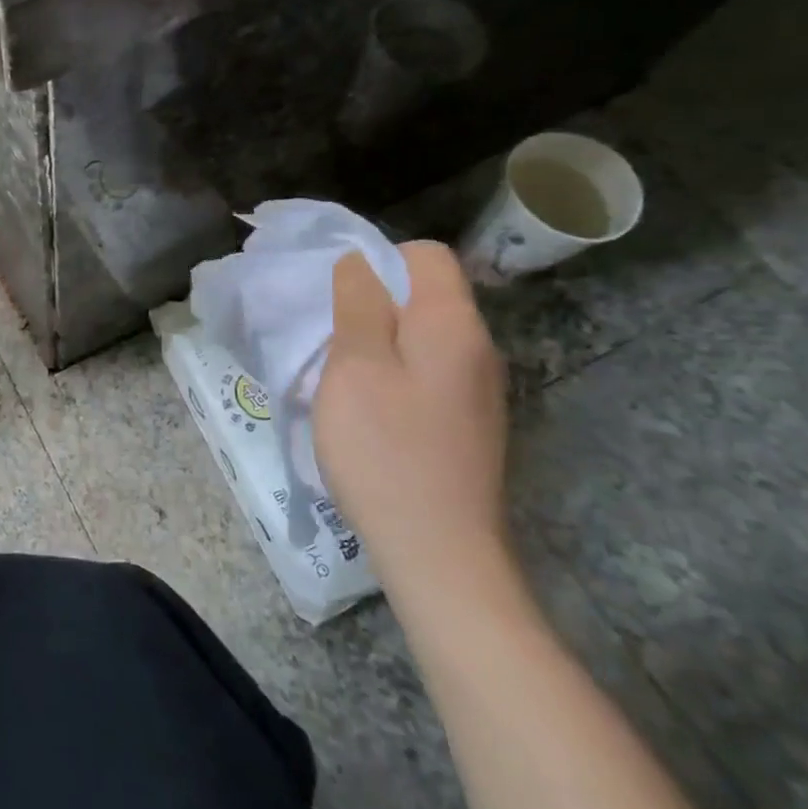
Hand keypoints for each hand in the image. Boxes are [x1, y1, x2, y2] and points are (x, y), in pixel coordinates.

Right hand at [312, 242, 508, 599]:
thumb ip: (357, 305)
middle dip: (373, 303)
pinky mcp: (469, 423)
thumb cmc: (385, 449)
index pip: (426, 256)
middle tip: (329, 337)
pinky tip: (368, 411)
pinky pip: (429, 373)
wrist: (439, 552)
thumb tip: (359, 261)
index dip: (378, 259)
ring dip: (379, 342)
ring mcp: (478, 390)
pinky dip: (395, 375)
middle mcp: (478, 349)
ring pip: (423, 337)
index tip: (336, 294)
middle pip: (426, 295)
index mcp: (452, 324)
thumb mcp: (354, 367)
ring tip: (341, 376)